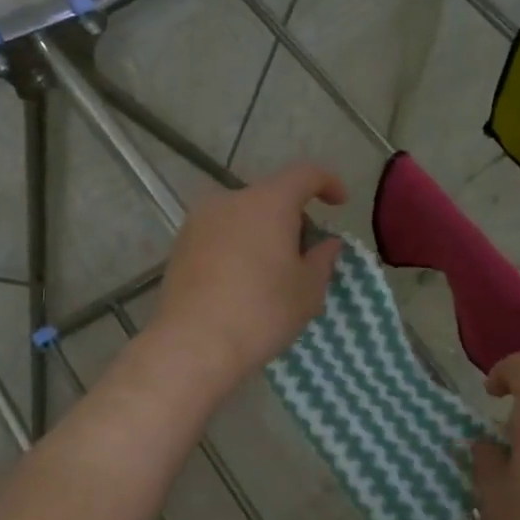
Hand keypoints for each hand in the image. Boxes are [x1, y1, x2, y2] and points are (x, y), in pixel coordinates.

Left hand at [150, 162, 346, 396]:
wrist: (192, 345)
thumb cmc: (262, 312)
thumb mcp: (308, 290)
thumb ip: (323, 259)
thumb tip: (328, 243)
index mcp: (268, 202)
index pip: (304, 174)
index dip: (327, 183)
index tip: (340, 203)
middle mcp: (229, 200)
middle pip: (271, 197)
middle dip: (293, 218)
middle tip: (306, 254)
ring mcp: (199, 222)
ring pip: (243, 216)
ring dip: (263, 234)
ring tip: (273, 273)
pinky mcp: (180, 246)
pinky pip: (220, 235)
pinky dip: (238, 248)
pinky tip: (243, 283)